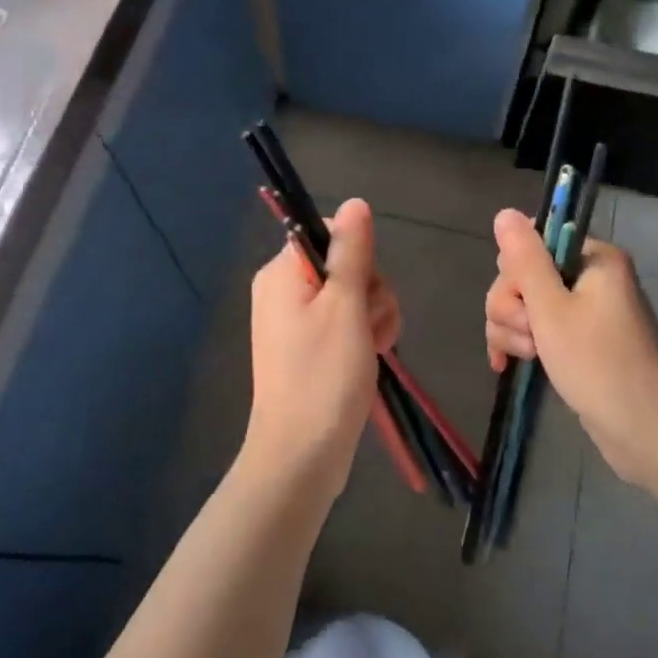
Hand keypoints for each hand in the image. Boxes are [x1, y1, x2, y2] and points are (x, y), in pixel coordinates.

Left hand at [245, 199, 400, 504]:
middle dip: (371, 293)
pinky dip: (365, 337)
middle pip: (346, 265)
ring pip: (354, 296)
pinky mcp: (311, 348)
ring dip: (375, 317)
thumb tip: (354, 202)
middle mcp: (284, 291)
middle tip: (370, 327)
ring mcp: (297, 322)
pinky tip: (372, 358)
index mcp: (282, 273)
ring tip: (372, 349)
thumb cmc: (323, 376)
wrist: (301, 455)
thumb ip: (352, 251)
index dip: (359, 257)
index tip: (364, 290)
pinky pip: (347, 324)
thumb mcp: (344, 306)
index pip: (330, 234)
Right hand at [484, 208, 657, 488]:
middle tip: (530, 338)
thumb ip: (525, 260)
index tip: (523, 304)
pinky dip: (521, 343)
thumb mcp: (552, 309)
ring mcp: (585, 312)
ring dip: (513, 330)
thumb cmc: (600, 365)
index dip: (516, 274)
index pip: (532, 243)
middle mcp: (590, 277)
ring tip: (529, 358)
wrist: (648, 433)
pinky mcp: (579, 342)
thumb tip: (504, 212)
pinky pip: (537, 329)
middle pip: (524, 275)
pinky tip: (507, 366)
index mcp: (593, 258)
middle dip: (512, 307)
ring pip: (524, 305)